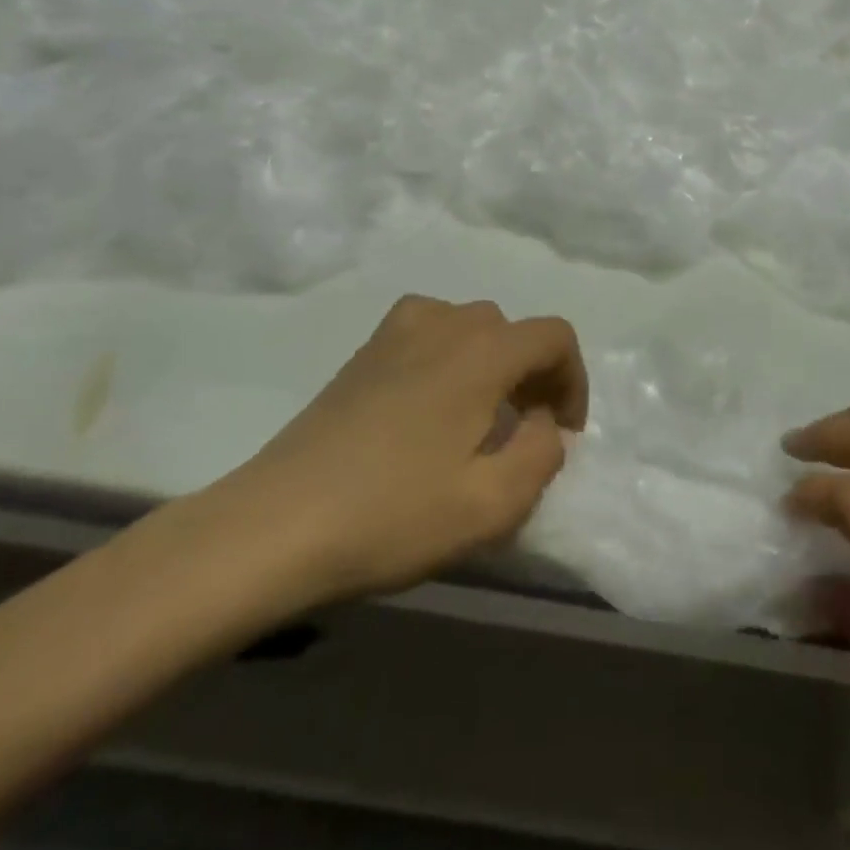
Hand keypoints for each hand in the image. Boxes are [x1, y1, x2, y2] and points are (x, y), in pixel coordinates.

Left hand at [197, 296, 587, 621]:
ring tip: (479, 417)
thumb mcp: (492, 504)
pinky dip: (449, 354)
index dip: (574, 380)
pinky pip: (429, 329)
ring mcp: (398, 331)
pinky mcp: (364, 351)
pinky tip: (429, 403)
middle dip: (533, 376)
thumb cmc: (392, 515)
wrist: (275, 525)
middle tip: (524, 433)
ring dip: (492, 363)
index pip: (555, 336)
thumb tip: (542, 423)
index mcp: (482, 352)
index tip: (563, 433)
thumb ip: (542, 454)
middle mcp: (444, 324)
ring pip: (471, 326)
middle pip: (513, 330)